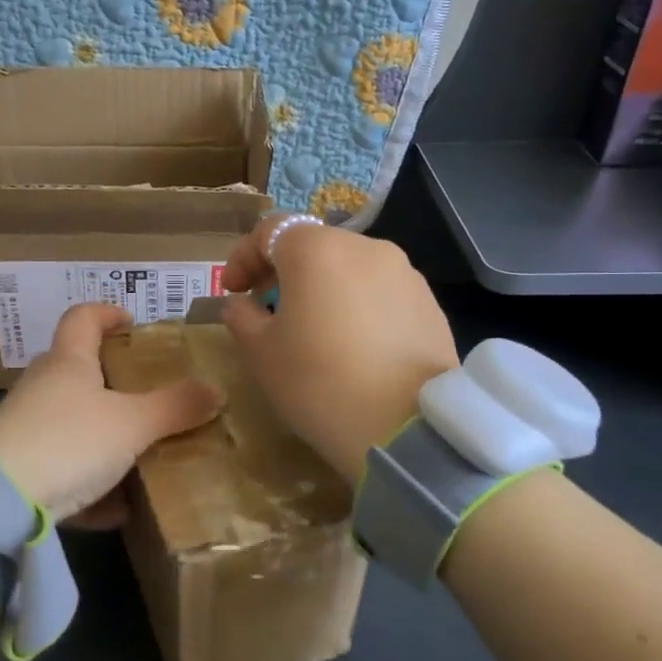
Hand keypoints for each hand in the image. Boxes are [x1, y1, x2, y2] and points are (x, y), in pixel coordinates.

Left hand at [0, 303, 222, 525]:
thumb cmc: (70, 441)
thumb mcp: (133, 425)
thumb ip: (175, 407)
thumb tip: (215, 390)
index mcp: (68, 362)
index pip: (83, 318)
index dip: (107, 313)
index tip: (131, 322)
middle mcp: (41, 386)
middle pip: (74, 368)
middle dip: (109, 379)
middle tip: (144, 394)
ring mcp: (23, 426)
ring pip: (68, 421)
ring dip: (100, 435)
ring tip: (137, 453)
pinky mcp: (16, 467)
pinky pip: (59, 467)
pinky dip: (86, 482)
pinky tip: (112, 509)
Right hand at [222, 214, 457, 483]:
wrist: (406, 429)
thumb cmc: (318, 382)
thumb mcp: (260, 352)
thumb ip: (242, 316)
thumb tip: (243, 304)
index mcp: (317, 250)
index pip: (270, 230)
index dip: (243, 257)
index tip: (232, 290)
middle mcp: (365, 247)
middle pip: (313, 247)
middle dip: (284, 272)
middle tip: (267, 309)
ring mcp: (404, 273)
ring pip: (349, 269)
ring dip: (323, 288)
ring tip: (313, 330)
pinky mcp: (429, 303)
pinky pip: (379, 293)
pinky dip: (357, 306)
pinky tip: (353, 346)